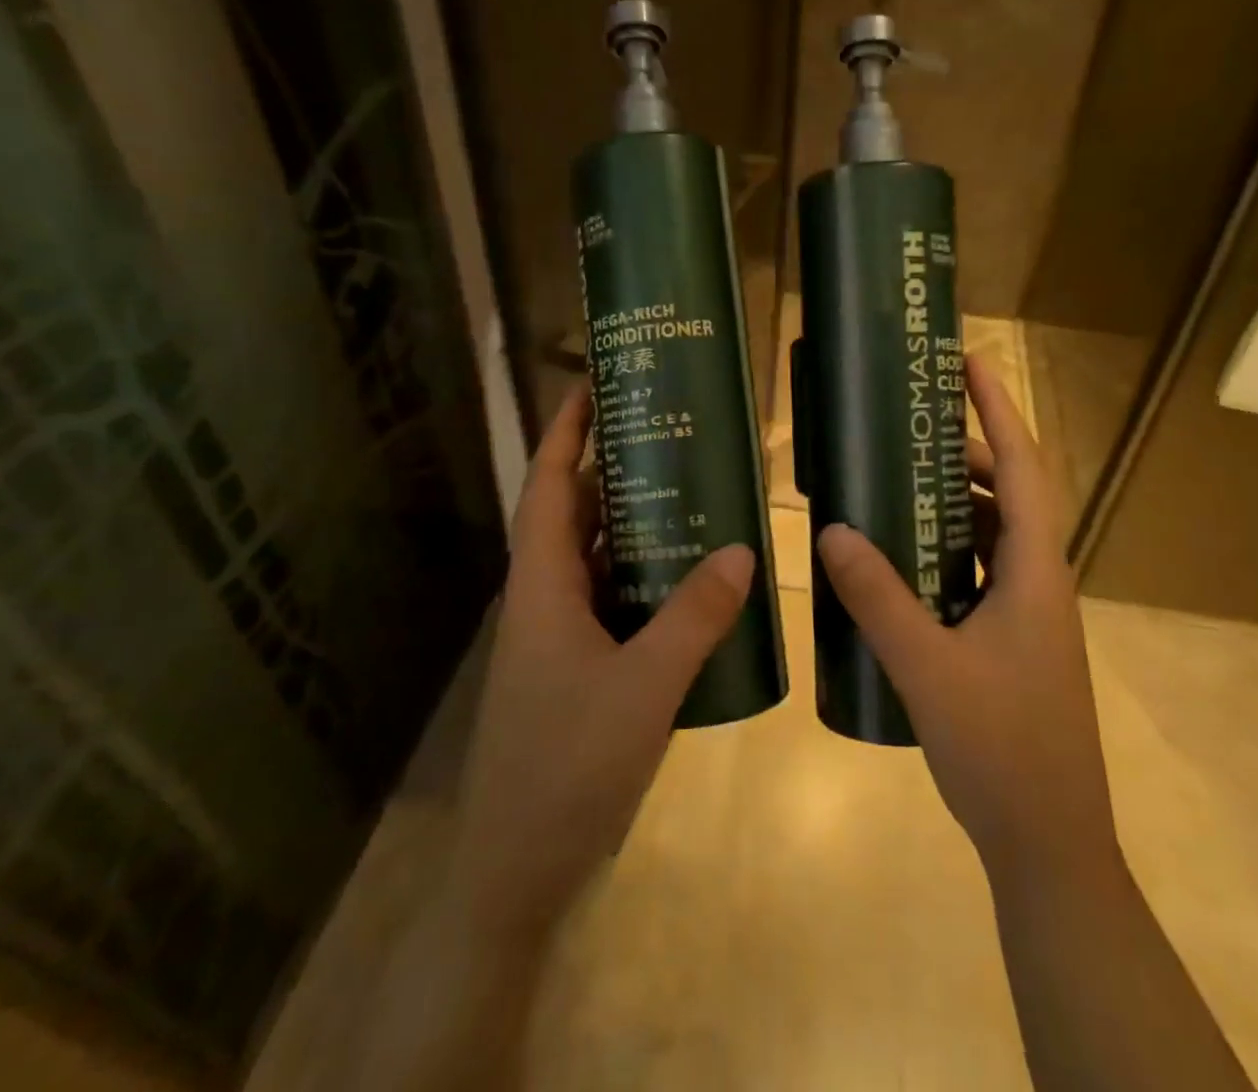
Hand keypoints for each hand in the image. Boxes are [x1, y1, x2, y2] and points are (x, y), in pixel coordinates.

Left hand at [444, 379, 753, 942]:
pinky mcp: (576, 668)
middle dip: (612, 467)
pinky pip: (612, 600)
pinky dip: (644, 577)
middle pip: (574, 513)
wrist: (515, 873)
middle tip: (667, 431)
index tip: (594, 383)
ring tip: (688, 488)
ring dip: (632, 522)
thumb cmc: (567, 768)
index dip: (567, 431)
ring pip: (595, 558)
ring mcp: (558, 636)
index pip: (551, 485)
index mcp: (542, 586)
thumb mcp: (643, 687)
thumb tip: (742, 549)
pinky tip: (689, 577)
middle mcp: (544, 599)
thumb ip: (694, 617)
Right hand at [816, 355, 1118, 885]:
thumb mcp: (926, 667)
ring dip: (953, 503)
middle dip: (964, 453)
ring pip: (993, 536)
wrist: (1049, 844)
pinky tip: (901, 562)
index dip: (999, 410)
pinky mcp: (1012, 642)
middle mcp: (1039, 582)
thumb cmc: (1001, 749)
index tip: (970, 363)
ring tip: (896, 485)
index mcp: (1035, 573)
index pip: (1023, 469)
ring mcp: (1029, 614)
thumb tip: (831, 530)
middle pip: (1008, 494)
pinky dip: (946, 551)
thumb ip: (878, 597)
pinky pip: (979, 573)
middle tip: (907, 431)